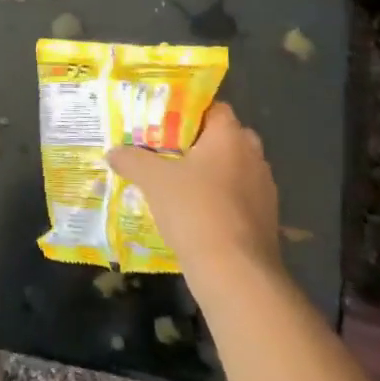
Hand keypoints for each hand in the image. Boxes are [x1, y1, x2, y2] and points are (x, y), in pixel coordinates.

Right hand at [106, 103, 281, 279]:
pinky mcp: (266, 219)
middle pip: (224, 138)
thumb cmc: (194, 210)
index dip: (188, 112)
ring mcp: (264, 189)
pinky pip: (237, 197)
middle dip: (197, 143)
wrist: (235, 272)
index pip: (214, 108)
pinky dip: (218, 199)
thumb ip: (132, 160)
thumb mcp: (153, 180)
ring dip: (209, 173)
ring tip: (176, 183)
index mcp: (230, 137)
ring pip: (232, 169)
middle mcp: (254, 156)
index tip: (163, 122)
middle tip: (166, 151)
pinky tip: (194, 212)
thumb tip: (113, 152)